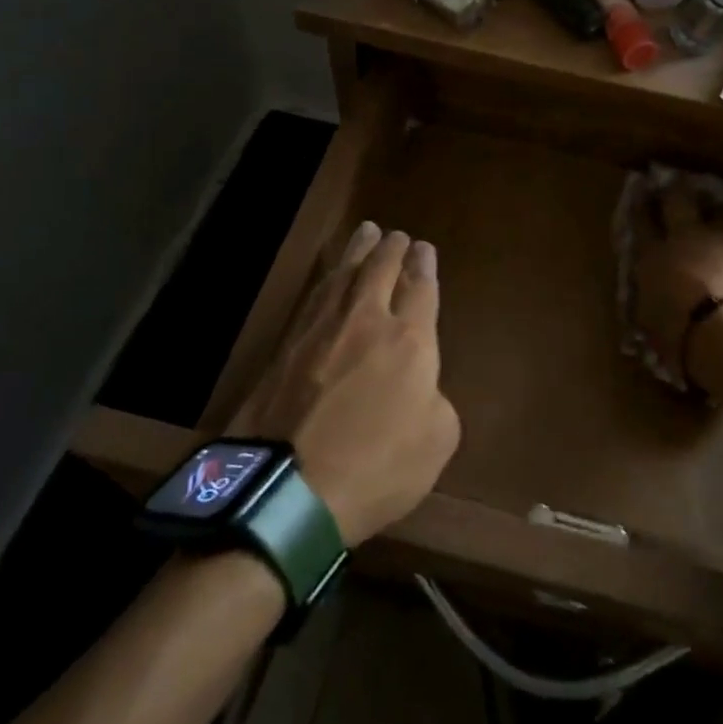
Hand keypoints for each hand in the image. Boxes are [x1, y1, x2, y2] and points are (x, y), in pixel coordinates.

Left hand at [230, 222, 459, 546]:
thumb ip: (436, 402)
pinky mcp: (286, 347)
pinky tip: (329, 278)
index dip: (424, 266)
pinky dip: (327, 280)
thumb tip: (420, 388)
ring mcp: (320, 330)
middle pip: (380, 270)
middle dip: (392, 249)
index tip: (424, 248)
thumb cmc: (376, 468)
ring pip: (343, 275)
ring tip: (365, 233)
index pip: (421, 289)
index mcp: (410, 340)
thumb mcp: (436, 443)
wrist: (287, 490)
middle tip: (396, 234)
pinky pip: (314, 298)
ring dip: (357, 251)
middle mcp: (366, 321)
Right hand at [632, 187, 722, 391]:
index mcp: (655, 256)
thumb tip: (658, 297)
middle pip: (679, 200)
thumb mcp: (653, 322)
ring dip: (722, 223)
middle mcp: (689, 237)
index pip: (642, 222)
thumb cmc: (680, 337)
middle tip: (677, 184)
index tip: (640, 193)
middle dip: (676, 191)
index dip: (641, 206)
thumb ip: (655, 299)